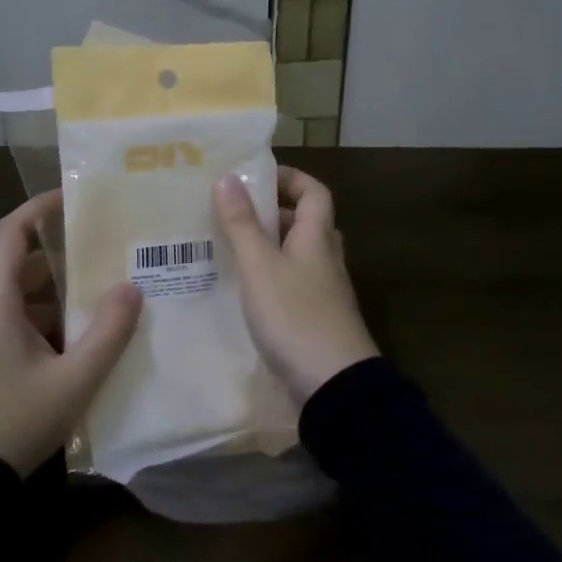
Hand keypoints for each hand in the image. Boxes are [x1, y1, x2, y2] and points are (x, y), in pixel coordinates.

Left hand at [0, 191, 142, 475]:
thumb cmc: (16, 422)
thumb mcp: (74, 381)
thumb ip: (108, 333)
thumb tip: (132, 288)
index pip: (12, 232)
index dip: (40, 207)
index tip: (74, 197)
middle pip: (20, 265)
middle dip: (62, 258)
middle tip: (105, 253)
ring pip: (18, 297)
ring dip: (56, 295)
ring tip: (101, 296)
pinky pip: (11, 322)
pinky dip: (43, 320)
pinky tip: (76, 340)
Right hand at [214, 166, 377, 403]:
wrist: (333, 384)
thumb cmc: (295, 315)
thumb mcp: (260, 265)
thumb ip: (242, 223)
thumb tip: (228, 177)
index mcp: (317, 238)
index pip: (314, 192)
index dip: (290, 177)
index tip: (255, 176)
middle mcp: (325, 259)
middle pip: (305, 222)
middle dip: (272, 212)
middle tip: (232, 212)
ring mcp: (323, 291)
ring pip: (296, 254)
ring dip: (267, 246)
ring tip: (228, 247)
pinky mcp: (314, 319)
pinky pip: (291, 283)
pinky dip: (268, 277)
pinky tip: (242, 289)